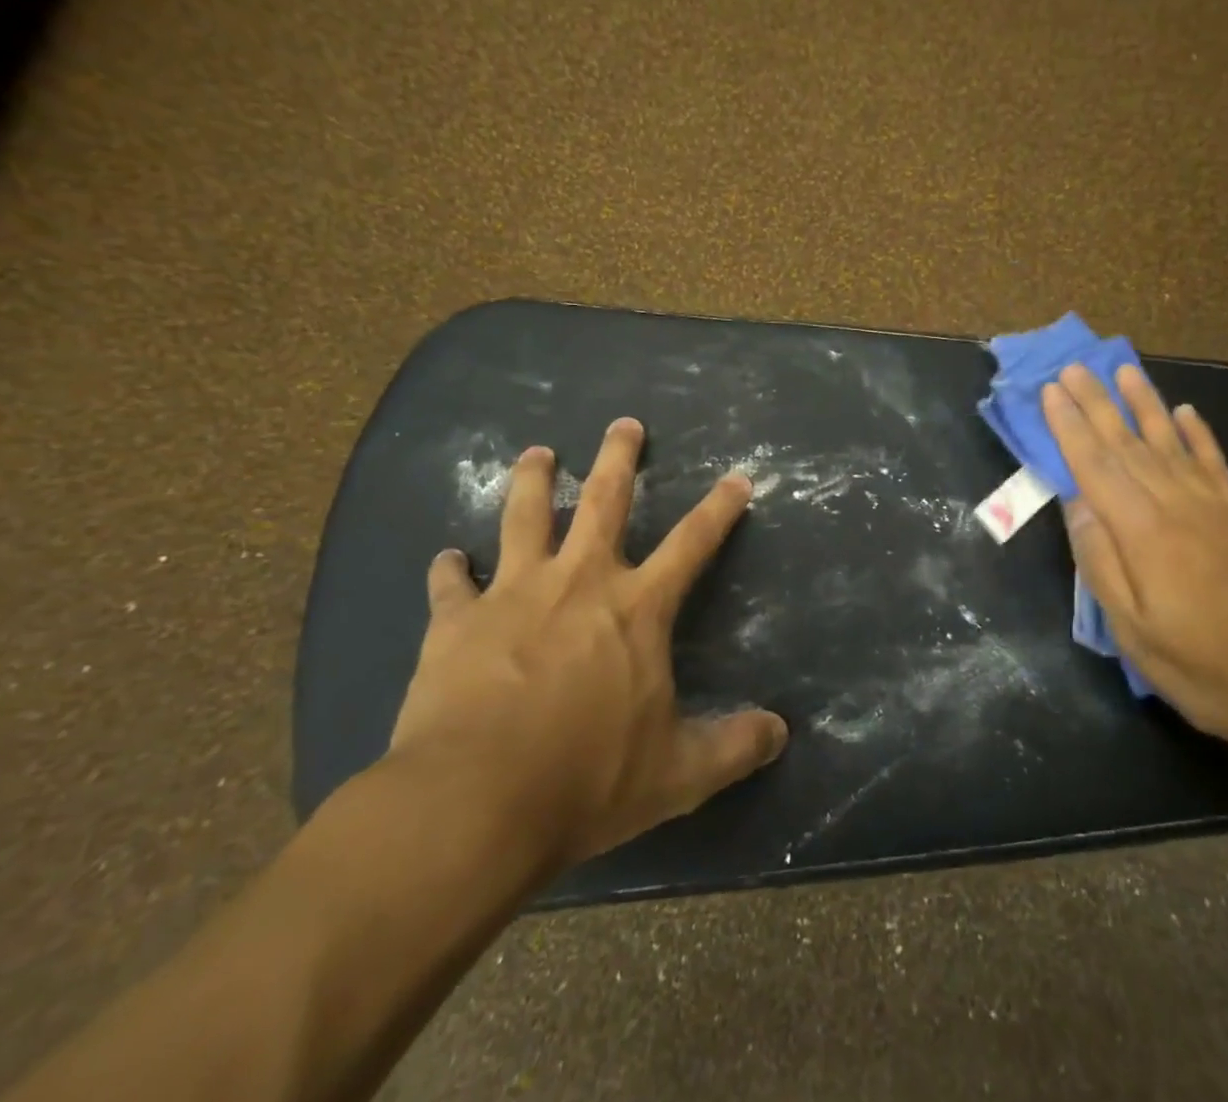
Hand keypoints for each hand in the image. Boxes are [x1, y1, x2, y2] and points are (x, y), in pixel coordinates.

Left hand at [387, 418, 788, 874]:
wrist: (474, 803)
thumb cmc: (586, 780)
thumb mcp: (677, 774)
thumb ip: (734, 747)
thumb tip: (781, 733)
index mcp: (636, 608)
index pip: (692, 543)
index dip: (719, 509)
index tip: (737, 477)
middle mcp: (579, 581)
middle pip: (603, 501)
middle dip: (618, 458)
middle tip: (623, 423)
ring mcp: (513, 593)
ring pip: (524, 516)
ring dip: (532, 480)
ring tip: (537, 453)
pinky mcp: (456, 621)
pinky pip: (450, 583)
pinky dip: (449, 569)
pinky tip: (446, 558)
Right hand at [1042, 365, 1227, 757]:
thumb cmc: (1204, 669)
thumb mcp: (1133, 631)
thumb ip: (1101, 562)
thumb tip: (1077, 503)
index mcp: (1144, 532)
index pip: (1096, 466)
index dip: (1070, 427)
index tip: (1051, 392)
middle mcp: (1178, 506)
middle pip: (1128, 444)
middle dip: (1097, 403)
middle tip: (1073, 367)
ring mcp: (1218, 507)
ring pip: (1172, 443)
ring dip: (1145, 404)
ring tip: (1123, 370)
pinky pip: (1217, 464)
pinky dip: (1199, 434)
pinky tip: (1186, 413)